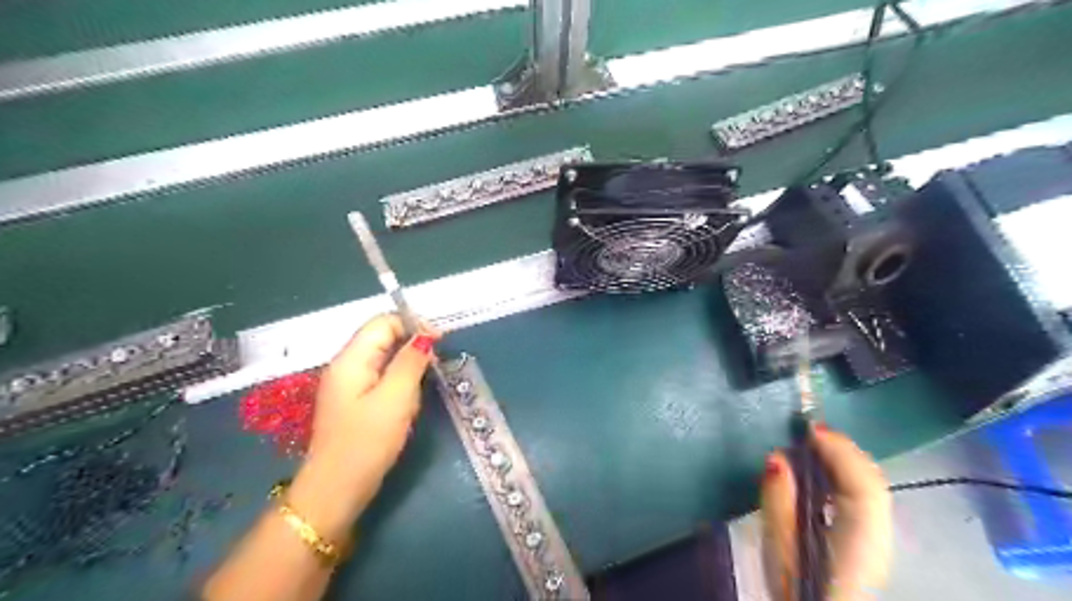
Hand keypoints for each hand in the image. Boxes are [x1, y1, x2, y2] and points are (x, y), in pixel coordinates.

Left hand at [287, 314, 437, 533]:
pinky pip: (381, 378)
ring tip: (423, 386)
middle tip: (435, 367)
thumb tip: (426, 335)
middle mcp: (346, 365)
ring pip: (384, 358)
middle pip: (383, 337)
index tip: (440, 342)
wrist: (336, 490)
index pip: (383, 322)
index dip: (413, 325)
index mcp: (351, 359)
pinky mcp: (355, 402)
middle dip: (412, 346)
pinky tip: (409, 400)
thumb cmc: (366, 442)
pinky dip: (399, 382)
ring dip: (408, 366)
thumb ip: (411, 362)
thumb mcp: (395, 399)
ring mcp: (349, 385)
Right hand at [762, 426, 896, 600]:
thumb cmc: (796, 589)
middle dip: (841, 449)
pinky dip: (844, 475)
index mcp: (859, 537)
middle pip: (870, 481)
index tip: (809, 428)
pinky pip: (863, 495)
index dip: (839, 451)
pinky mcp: (870, 541)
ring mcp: (880, 539)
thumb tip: (777, 459)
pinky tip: (824, 471)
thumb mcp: (779, 547)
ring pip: (869, 486)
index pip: (861, 484)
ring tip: (813, 444)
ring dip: (843, 460)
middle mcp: (879, 535)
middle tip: (808, 431)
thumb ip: (779, 501)